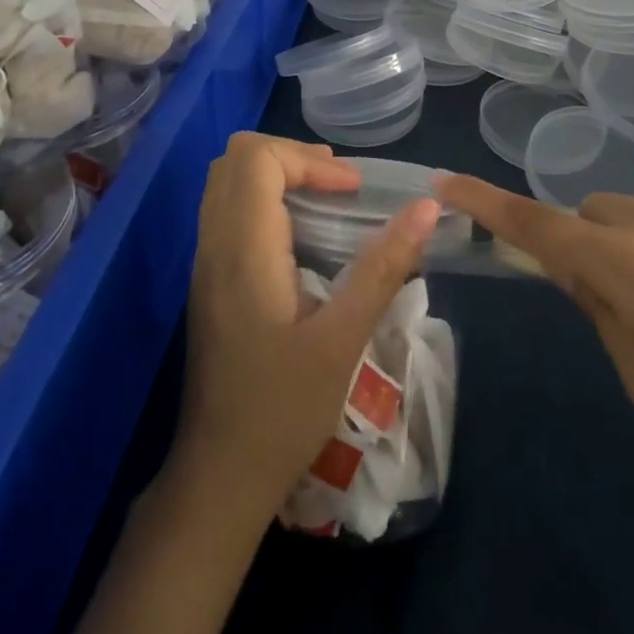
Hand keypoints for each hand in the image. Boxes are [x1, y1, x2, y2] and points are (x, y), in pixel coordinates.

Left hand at [176, 134, 441, 519]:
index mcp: (243, 251)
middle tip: (338, 182)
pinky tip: (301, 233)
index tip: (351, 190)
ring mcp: (205, 263)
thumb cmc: (283, 411)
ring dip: (276, 173)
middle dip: (291, 156)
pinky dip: (263, 198)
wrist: (220, 477)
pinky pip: (227, 210)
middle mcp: (215, 245)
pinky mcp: (209, 281)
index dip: (308, 159)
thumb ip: (383, 267)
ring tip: (326, 197)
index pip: (257, 159)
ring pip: (226, 181)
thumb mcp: (343, 340)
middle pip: (234, 158)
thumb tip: (427, 208)